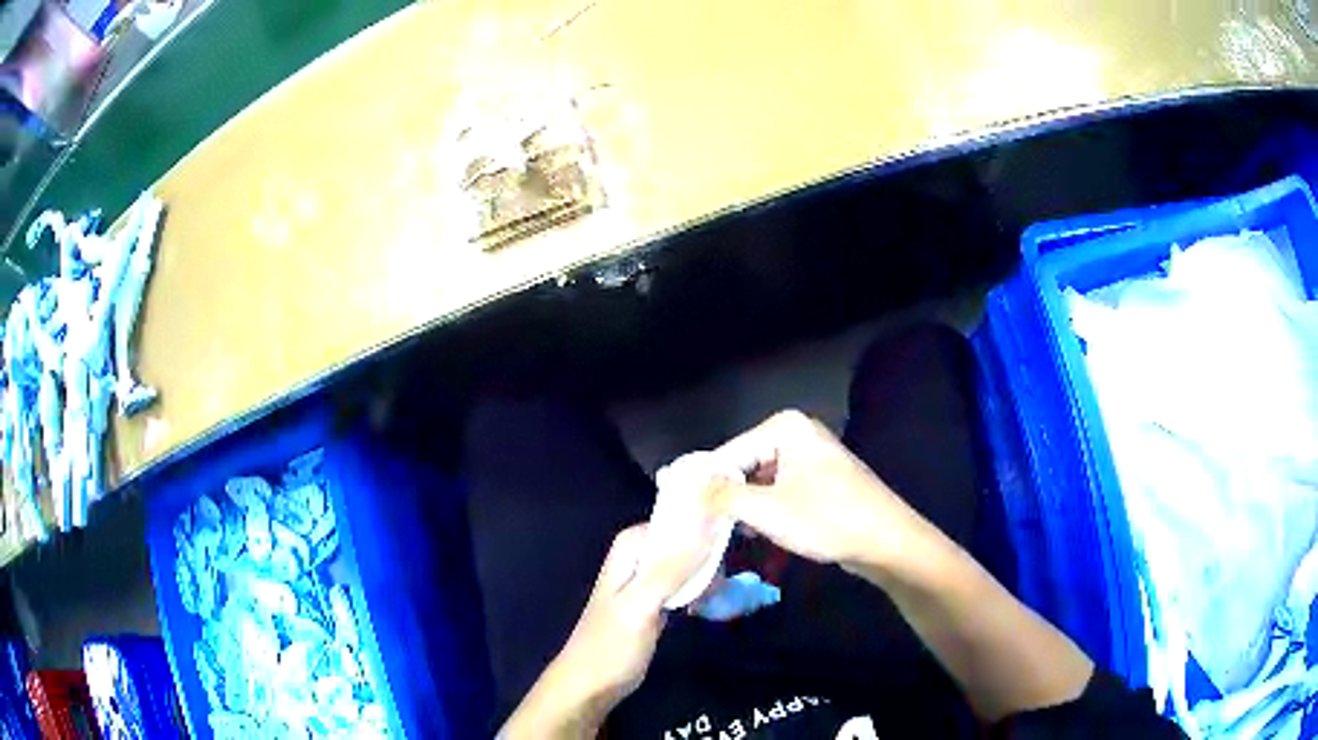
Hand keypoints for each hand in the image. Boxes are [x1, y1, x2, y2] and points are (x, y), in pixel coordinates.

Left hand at [501, 523, 711, 737]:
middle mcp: (639, 558)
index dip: (703, 522)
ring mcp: (649, 582)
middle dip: (709, 552)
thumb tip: (706, 529)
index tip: (733, 530)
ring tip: (724, 589)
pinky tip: (713, 600)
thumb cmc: (611, 645)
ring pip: (688, 564)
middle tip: (729, 572)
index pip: (673, 519)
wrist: (592, 685)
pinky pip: (686, 585)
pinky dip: (701, 590)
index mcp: (629, 549)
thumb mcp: (640, 606)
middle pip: (684, 541)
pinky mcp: (657, 603)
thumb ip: (670, 570)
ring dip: (708, 573)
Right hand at [713, 410, 932, 570]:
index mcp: (784, 427)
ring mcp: (810, 454)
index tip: (683, 513)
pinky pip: (779, 488)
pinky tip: (755, 531)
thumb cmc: (827, 519)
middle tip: (703, 527)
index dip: (705, 485)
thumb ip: (723, 496)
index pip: (728, 453)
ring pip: (760, 479)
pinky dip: (766, 508)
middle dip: (726, 495)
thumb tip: (691, 489)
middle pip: (743, 463)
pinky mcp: (819, 478)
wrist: (885, 540)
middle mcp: (796, 432)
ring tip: (725, 532)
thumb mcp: (766, 510)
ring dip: (745, 505)